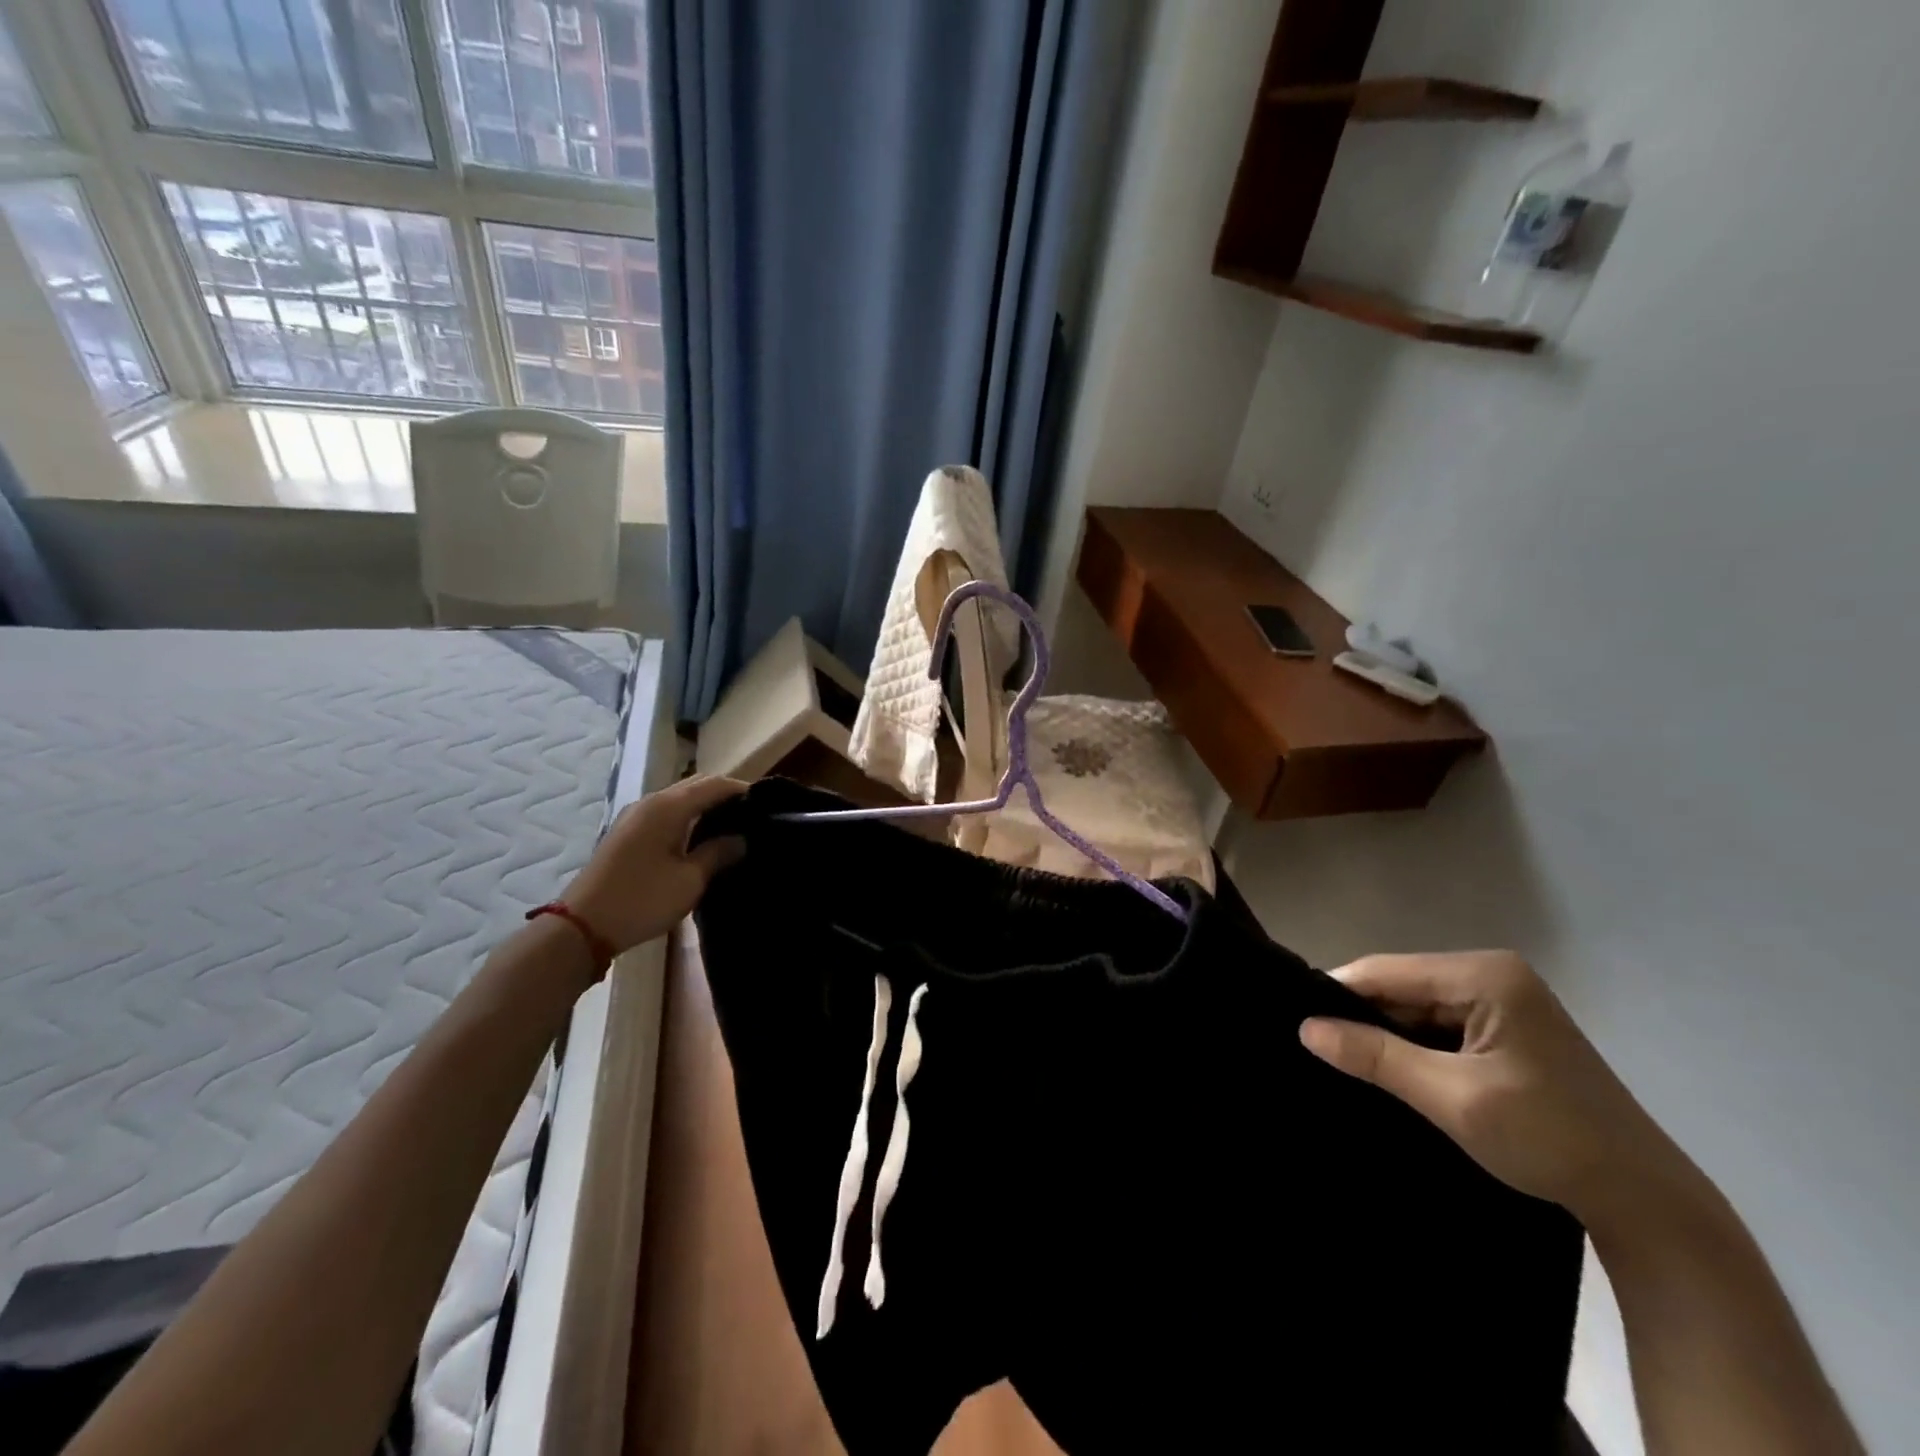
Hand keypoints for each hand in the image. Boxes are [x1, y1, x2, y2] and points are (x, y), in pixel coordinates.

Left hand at [562, 775, 746, 956]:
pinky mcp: (627, 833)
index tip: (767, 803)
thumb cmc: (642, 900)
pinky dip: (688, 817)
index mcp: (668, 807)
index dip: (742, 790)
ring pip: (679, 799)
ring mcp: (635, 816)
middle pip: (696, 785)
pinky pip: (666, 813)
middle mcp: (651, 802)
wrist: (582, 927)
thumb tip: (741, 839)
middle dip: (725, 795)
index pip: (714, 784)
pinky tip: (701, 839)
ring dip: (705, 807)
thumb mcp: (690, 880)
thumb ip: (719, 853)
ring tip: (732, 827)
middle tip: (753, 815)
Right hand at [1300, 951, 1683, 1228]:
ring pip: (1417, 1006)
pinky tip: (1389, 1064)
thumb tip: (1305, 1029)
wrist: (1647, 1201)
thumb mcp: (1452, 1098)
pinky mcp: (1507, 1026)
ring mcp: (1503, 998)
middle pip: (1402, 986)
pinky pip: (1439, 1023)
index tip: (1296, 1022)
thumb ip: (1376, 1057)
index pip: (1387, 972)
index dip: (1338, 994)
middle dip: (1363, 1016)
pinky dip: (1413, 1044)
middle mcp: (1492, 973)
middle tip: (1317, 1047)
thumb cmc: (1549, 1139)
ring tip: (1342, 1057)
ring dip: (1387, 1033)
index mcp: (1485, 975)